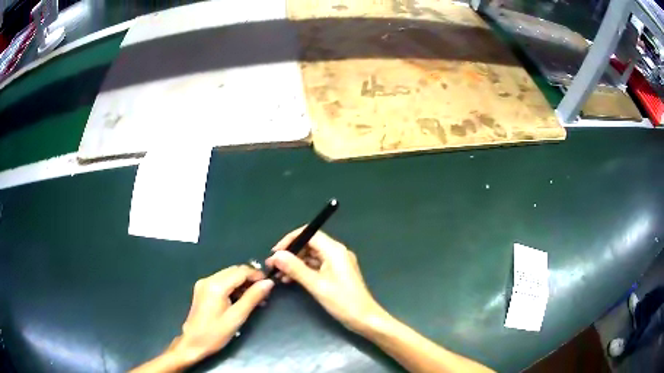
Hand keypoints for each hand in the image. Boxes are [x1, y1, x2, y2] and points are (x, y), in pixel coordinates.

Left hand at [169, 265, 273, 365]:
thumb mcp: (237, 317)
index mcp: (216, 285)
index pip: (241, 271)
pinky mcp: (202, 289)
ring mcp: (204, 283)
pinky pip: (222, 282)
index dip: (257, 275)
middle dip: (250, 279)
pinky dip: (233, 287)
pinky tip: (241, 299)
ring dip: (242, 283)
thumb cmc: (215, 333)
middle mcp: (208, 279)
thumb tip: (268, 283)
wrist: (193, 342)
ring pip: (228, 276)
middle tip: (264, 293)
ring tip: (256, 298)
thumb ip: (252, 298)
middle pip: (234, 271)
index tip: (270, 285)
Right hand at [265, 229, 385, 332]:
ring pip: (311, 256)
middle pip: (309, 244)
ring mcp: (337, 263)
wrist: (365, 319)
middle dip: (290, 253)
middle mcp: (336, 252)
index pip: (309, 234)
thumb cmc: (343, 302)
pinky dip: (303, 271)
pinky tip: (291, 280)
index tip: (275, 253)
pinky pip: (317, 266)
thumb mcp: (316, 285)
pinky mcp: (337, 273)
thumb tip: (276, 256)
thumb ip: (295, 268)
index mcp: (334, 250)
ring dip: (295, 264)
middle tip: (274, 266)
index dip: (290, 240)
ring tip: (279, 276)